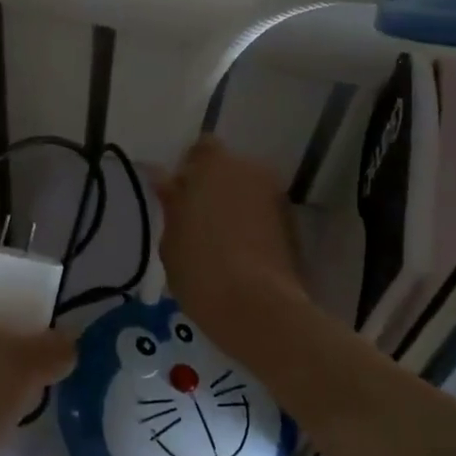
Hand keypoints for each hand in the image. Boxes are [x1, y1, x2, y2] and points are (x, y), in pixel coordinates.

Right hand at [156, 136, 305, 331]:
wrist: (258, 307)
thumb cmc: (200, 269)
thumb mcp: (171, 238)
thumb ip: (171, 203)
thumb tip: (164, 179)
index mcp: (213, 164)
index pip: (201, 148)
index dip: (189, 168)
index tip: (177, 194)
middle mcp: (249, 170)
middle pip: (227, 169)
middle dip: (213, 186)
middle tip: (194, 219)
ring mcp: (274, 196)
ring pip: (246, 191)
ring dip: (233, 205)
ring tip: (216, 241)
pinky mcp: (291, 224)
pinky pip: (262, 214)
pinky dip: (251, 224)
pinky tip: (238, 253)